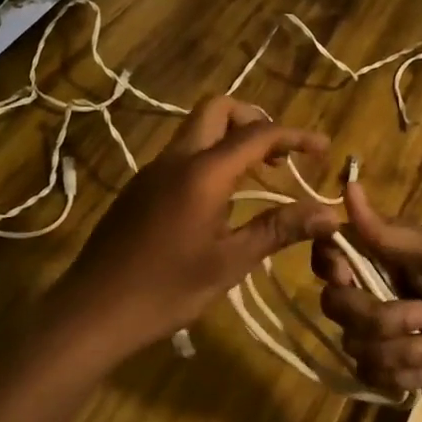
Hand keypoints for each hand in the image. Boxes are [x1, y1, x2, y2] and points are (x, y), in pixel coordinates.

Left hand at [47, 97, 338, 362]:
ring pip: (196, 130)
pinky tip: (221, 199)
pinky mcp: (139, 188)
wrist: (92, 311)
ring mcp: (152, 171)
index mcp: (202, 172)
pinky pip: (181, 154)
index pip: (257, 134)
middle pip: (217, 110)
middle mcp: (175, 159)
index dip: (295, 136)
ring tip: (260, 176)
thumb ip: (279, 229)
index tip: (323, 149)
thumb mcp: (230, 263)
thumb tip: (329, 213)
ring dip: (231, 139)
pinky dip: (209, 157)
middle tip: (280, 155)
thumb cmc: (166, 290)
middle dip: (254, 120)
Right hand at [312, 180, 421, 416]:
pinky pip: (373, 375)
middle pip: (337, 304)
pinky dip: (412, 373)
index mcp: (387, 257)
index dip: (330, 266)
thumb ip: (386, 232)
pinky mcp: (393, 370)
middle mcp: (378, 291)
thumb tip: (347, 184)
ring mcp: (384, 334)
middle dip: (382, 318)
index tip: (346, 276)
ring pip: (357, 345)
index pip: (330, 254)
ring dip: (410, 350)